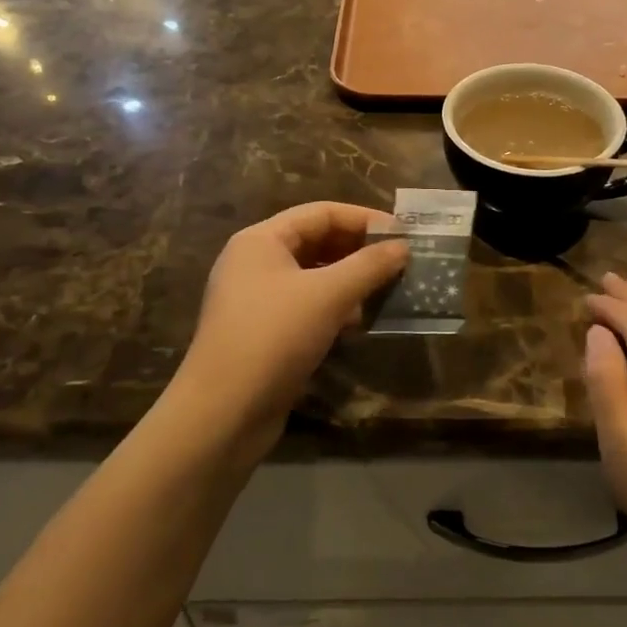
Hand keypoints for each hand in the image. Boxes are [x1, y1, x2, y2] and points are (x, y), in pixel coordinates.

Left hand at [172, 203, 406, 456]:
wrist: (222, 414)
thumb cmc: (273, 338)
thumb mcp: (328, 295)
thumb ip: (368, 266)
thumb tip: (403, 246)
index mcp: (261, 240)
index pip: (321, 213)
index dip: (363, 219)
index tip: (403, 234)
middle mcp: (255, 262)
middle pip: (316, 242)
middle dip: (359, 250)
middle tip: (401, 262)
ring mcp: (257, 299)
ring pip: (314, 277)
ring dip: (351, 280)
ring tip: (388, 289)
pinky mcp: (264, 333)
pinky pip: (307, 306)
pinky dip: (335, 308)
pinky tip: (360, 322)